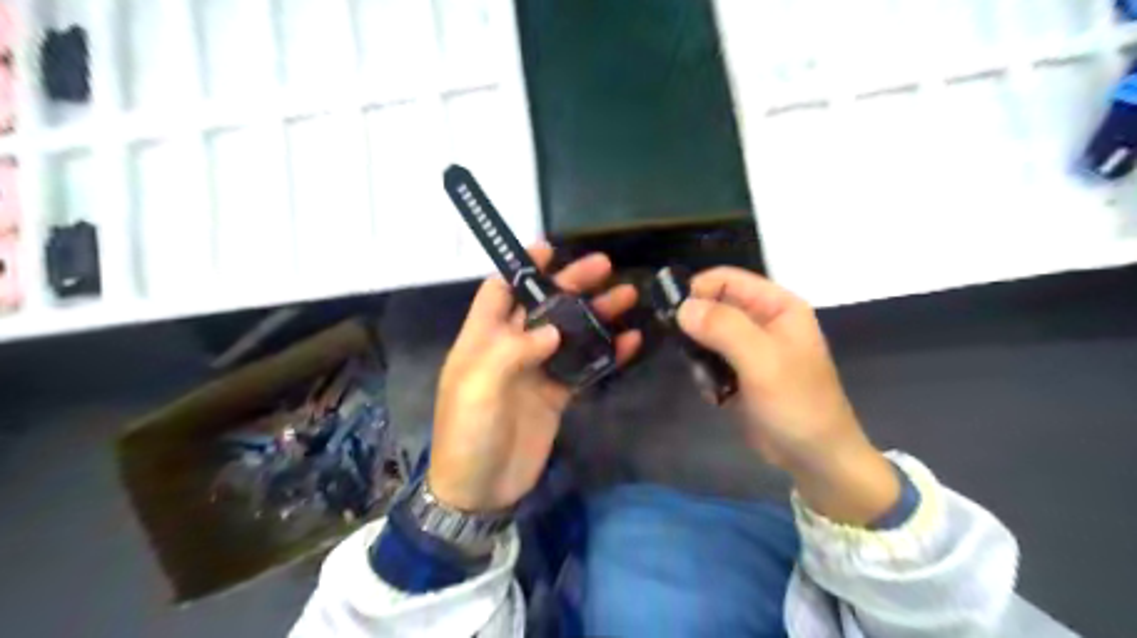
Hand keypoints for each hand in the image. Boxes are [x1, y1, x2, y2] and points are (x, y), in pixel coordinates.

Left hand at [429, 245, 642, 512]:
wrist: (481, 490)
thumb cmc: (468, 434)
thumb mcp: (478, 388)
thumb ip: (512, 352)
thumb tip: (553, 329)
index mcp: (483, 339)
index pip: (500, 290)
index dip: (523, 268)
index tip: (551, 248)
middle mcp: (512, 347)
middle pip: (543, 305)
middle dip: (571, 284)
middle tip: (604, 266)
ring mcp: (537, 370)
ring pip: (570, 332)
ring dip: (595, 314)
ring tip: (626, 295)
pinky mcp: (557, 394)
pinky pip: (584, 366)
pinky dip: (606, 353)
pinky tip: (630, 341)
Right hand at [674, 267, 896, 524]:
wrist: (814, 458)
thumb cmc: (796, 403)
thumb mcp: (762, 360)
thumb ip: (723, 327)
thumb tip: (682, 307)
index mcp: (776, 306)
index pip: (726, 279)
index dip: (697, 290)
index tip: (672, 315)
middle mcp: (762, 320)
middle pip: (713, 305)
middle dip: (695, 327)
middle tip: (686, 351)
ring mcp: (749, 348)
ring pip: (706, 334)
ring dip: (698, 355)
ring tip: (706, 379)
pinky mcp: (739, 372)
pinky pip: (709, 360)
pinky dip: (705, 374)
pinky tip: (715, 395)